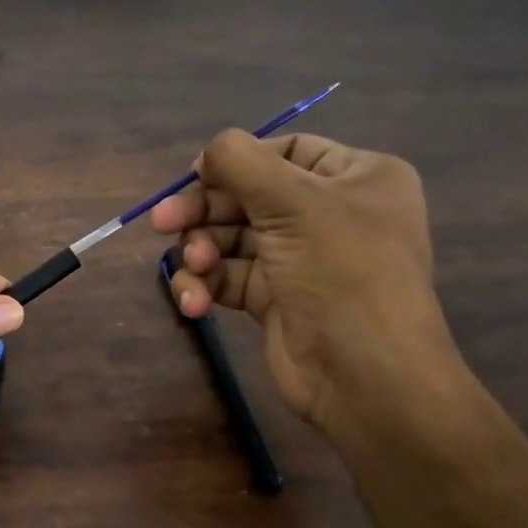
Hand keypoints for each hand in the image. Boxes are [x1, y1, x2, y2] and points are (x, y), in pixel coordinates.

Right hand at [150, 129, 457, 433]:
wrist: (366, 376)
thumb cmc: (340, 273)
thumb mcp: (293, 203)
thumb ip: (241, 162)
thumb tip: (209, 152)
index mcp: (356, 178)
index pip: (287, 151)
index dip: (238, 161)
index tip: (195, 175)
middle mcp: (331, 214)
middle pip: (249, 196)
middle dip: (205, 211)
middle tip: (162, 223)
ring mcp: (302, 259)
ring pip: (232, 239)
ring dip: (202, 251)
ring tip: (194, 267)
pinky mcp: (277, 299)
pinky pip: (230, 278)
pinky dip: (207, 285)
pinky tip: (195, 301)